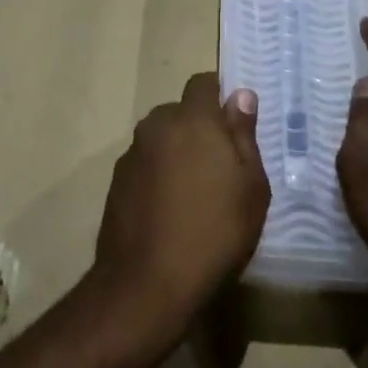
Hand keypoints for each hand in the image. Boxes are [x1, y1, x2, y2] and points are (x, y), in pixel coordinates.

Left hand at [94, 73, 270, 334]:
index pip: (202, 83)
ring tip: (196, 192)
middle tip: (222, 164)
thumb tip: (240, 95)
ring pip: (161, 140)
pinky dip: (158, 176)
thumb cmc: (214, 231)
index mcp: (191, 120)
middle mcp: (156, 127)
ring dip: (177, 152)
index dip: (220, 94)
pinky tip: (170, 210)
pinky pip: (145, 165)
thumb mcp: (250, 186)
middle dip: (199, 127)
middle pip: (180, 112)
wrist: (148, 283)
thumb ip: (243, 135)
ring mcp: (131, 155)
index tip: (235, 121)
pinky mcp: (116, 183)